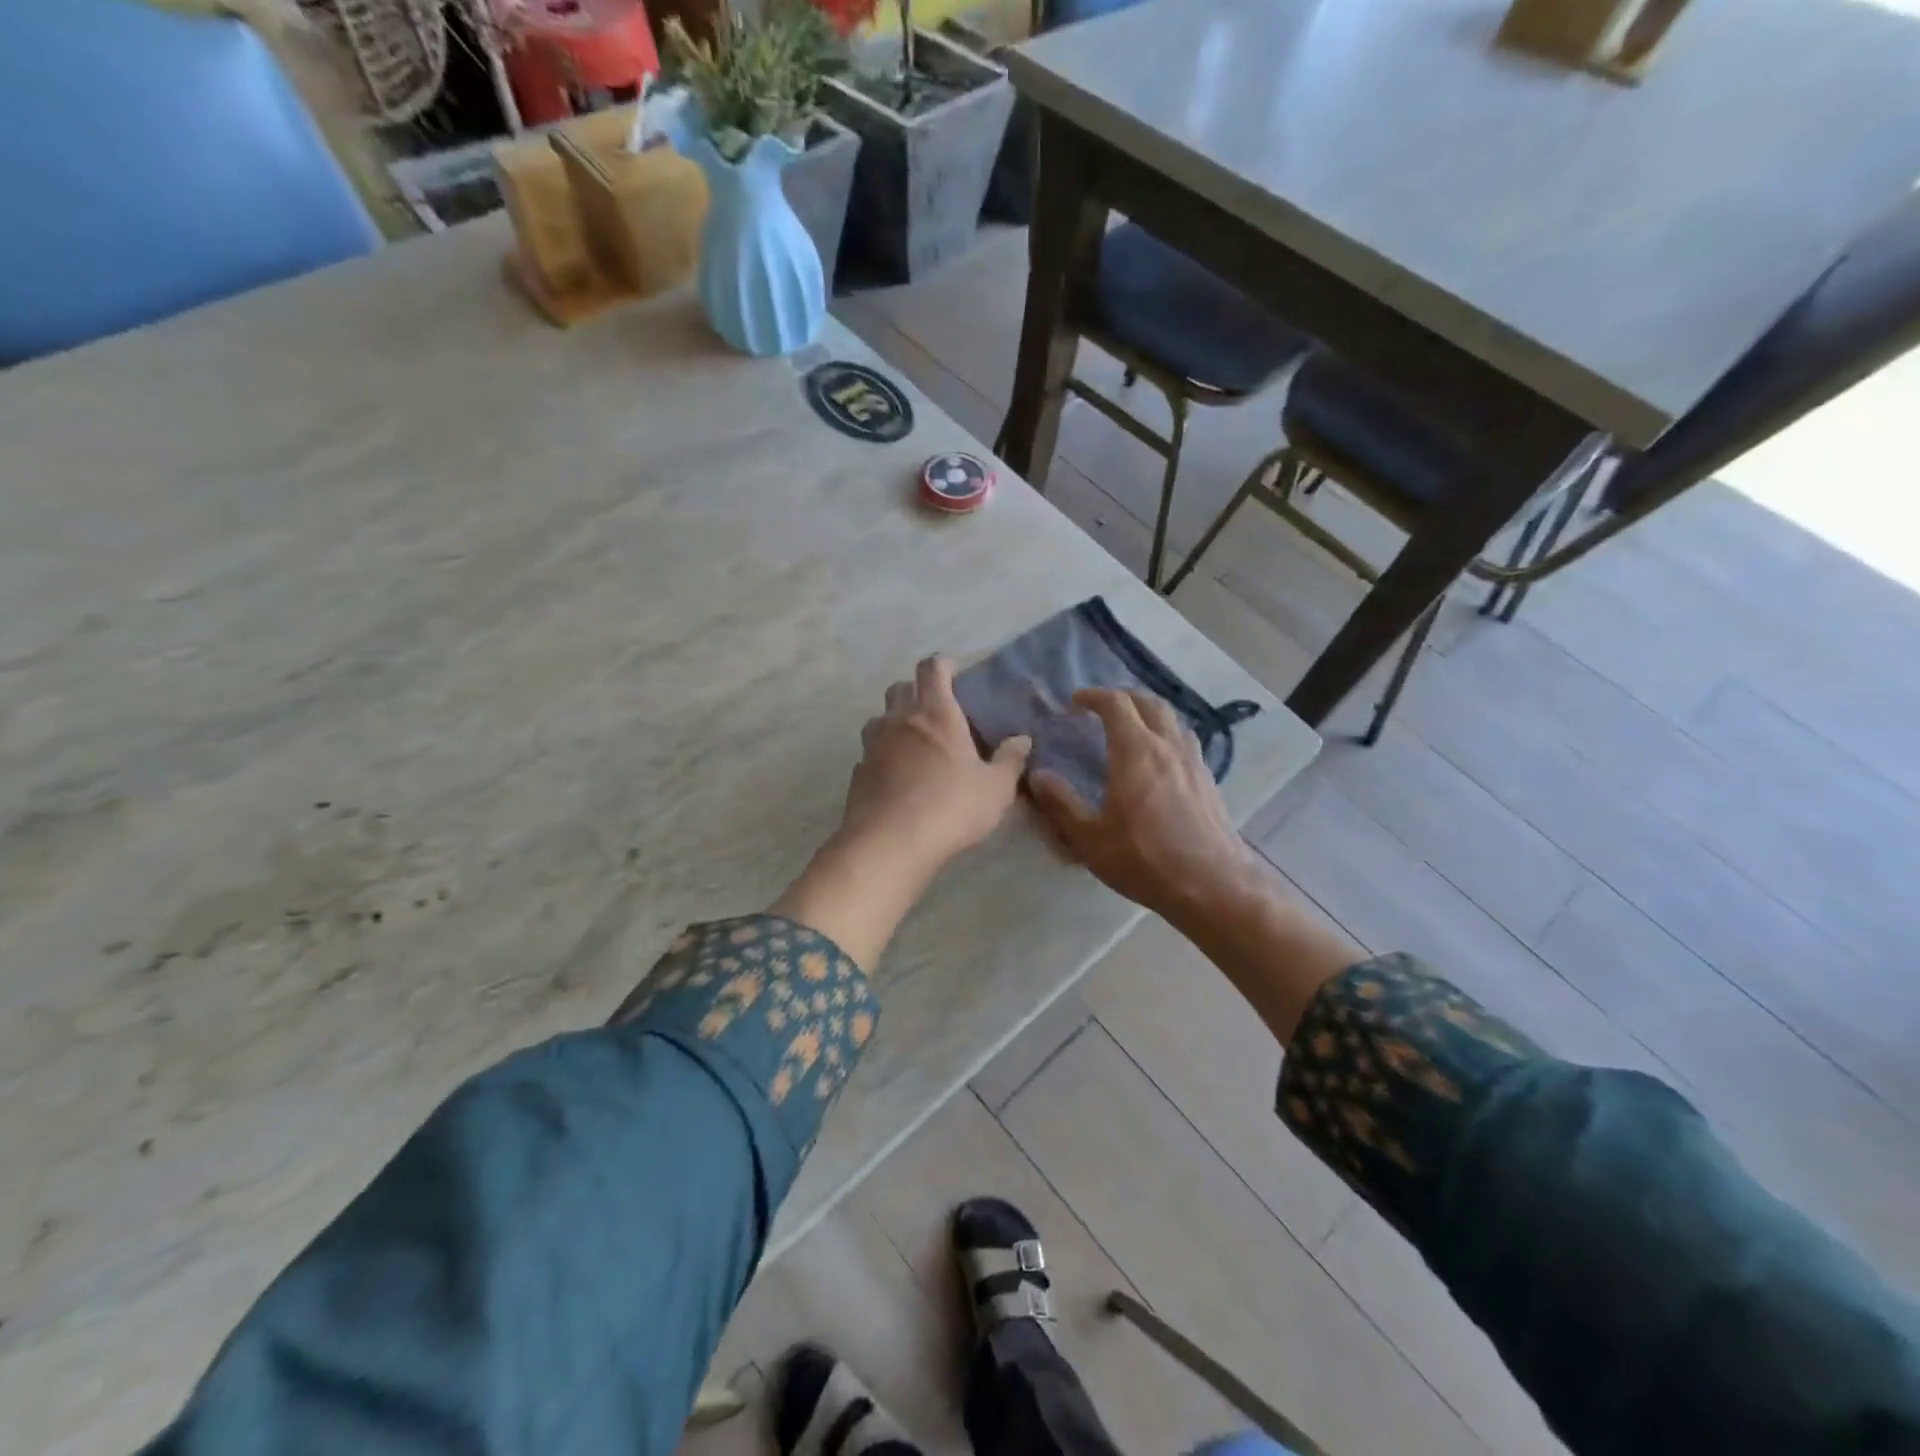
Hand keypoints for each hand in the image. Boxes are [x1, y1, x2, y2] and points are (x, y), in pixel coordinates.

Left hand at [841, 656, 1030, 872]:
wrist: (889, 843)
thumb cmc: (950, 807)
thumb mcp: (995, 788)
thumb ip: (1010, 761)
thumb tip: (1022, 740)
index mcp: (935, 713)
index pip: (932, 669)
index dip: (942, 665)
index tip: (953, 673)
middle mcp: (899, 720)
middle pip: (900, 688)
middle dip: (916, 691)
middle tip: (936, 712)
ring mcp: (873, 745)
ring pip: (879, 718)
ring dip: (894, 723)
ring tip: (914, 745)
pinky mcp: (857, 772)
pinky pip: (870, 753)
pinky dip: (882, 756)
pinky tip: (897, 778)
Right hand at [1029, 688, 1259, 924]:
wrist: (1213, 885)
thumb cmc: (1145, 859)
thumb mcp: (1090, 838)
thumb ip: (1061, 803)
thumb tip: (1037, 775)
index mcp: (1135, 751)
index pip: (1115, 704)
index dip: (1093, 696)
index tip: (1075, 703)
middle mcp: (1167, 746)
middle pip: (1148, 702)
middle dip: (1123, 697)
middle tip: (1101, 708)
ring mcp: (1193, 762)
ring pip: (1172, 720)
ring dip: (1148, 714)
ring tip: (1131, 728)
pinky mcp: (1208, 780)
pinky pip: (1185, 742)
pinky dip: (1167, 736)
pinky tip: (1159, 760)